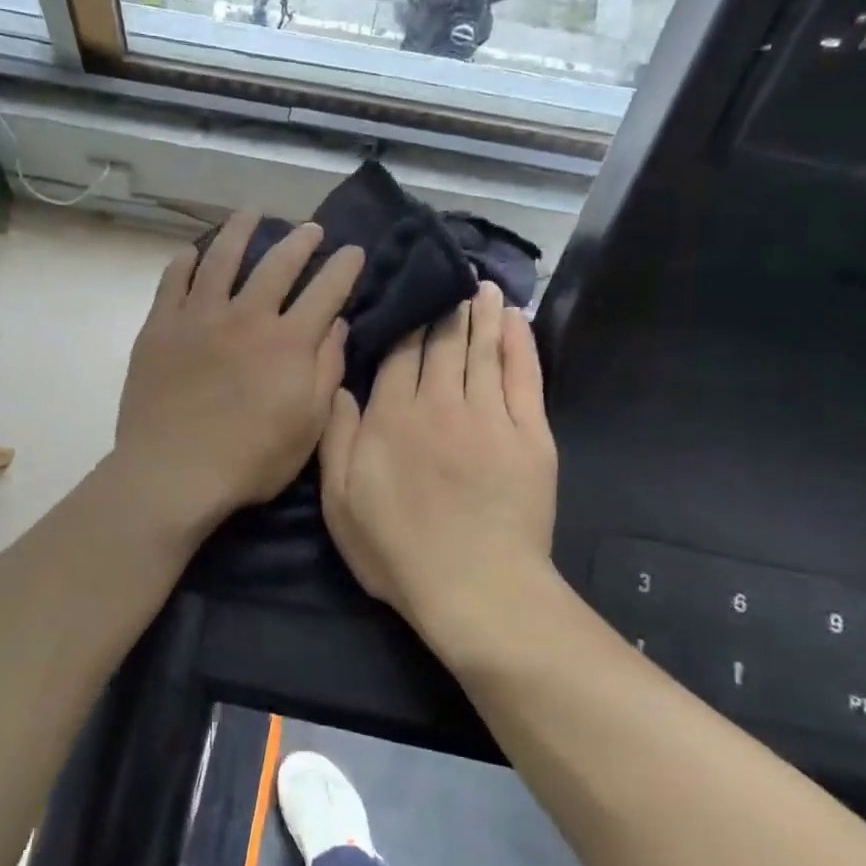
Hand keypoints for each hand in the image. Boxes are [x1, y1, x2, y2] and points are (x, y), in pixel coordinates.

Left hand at [113, 212, 363, 534]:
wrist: (174, 473)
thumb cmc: (251, 460)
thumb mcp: (309, 426)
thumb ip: (326, 370)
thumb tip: (337, 325)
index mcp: (288, 342)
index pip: (326, 291)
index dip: (343, 268)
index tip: (353, 251)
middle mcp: (246, 316)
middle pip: (277, 264)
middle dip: (299, 242)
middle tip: (310, 228)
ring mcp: (198, 317)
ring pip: (222, 258)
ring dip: (240, 231)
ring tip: (250, 215)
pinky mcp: (160, 328)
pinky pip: (173, 281)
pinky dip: (185, 262)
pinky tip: (192, 253)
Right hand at [320, 281, 557, 635]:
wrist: (476, 588)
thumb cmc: (397, 551)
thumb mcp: (341, 503)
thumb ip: (336, 438)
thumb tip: (339, 384)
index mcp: (391, 419)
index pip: (398, 355)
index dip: (403, 324)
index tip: (407, 298)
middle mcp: (439, 404)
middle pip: (441, 343)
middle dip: (443, 309)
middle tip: (447, 277)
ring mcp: (489, 416)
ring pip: (482, 349)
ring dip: (481, 314)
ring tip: (481, 285)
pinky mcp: (529, 434)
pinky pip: (523, 375)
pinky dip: (519, 343)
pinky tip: (515, 319)